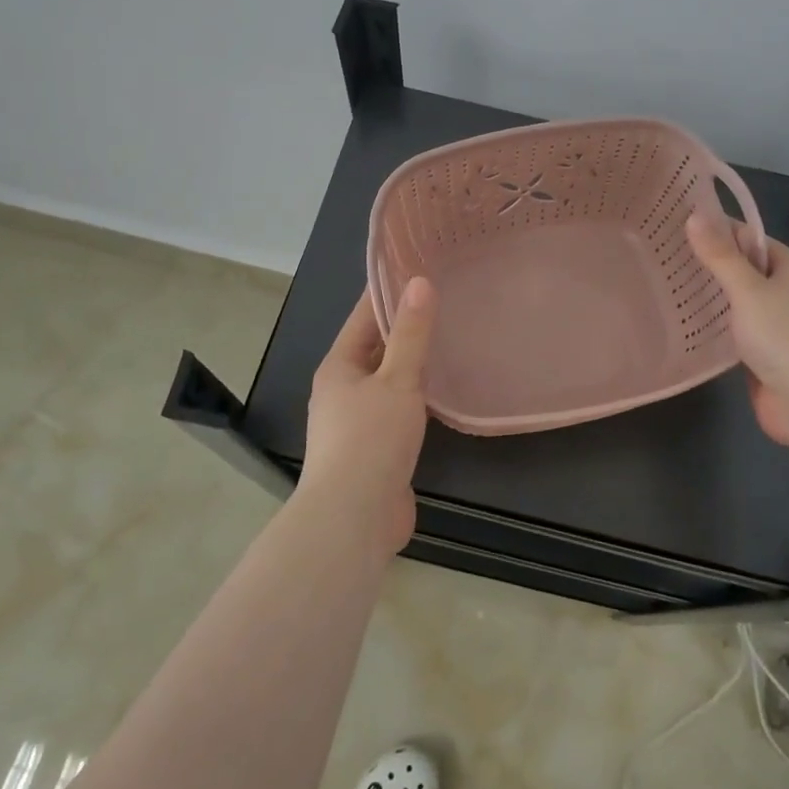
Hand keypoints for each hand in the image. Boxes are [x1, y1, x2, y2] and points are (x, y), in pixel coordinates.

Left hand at [299, 278, 438, 551]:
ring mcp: (356, 423)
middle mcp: (342, 390)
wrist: (353, 519)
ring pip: (387, 382)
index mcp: (339, 367)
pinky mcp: (374, 450)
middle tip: (444, 302)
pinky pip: (397, 411)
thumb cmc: (370, 440)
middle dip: (404, 328)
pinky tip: (443, 394)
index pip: (363, 317)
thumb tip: (419, 282)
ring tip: (450, 341)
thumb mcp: (396, 380)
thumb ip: (411, 334)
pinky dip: (417, 397)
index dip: (387, 292)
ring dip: (412, 365)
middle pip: (375, 348)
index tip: (416, 268)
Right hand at [685, 211, 788, 449]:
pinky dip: (714, 328)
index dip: (715, 230)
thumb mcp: (749, 290)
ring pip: (738, 303)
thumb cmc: (786, 336)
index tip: (675, 225)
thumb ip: (720, 256)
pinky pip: (736, 332)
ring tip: (662, 286)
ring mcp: (779, 325)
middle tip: (660, 257)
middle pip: (743, 270)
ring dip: (708, 298)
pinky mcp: (767, 355)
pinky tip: (683, 324)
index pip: (749, 238)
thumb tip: (694, 214)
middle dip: (707, 265)